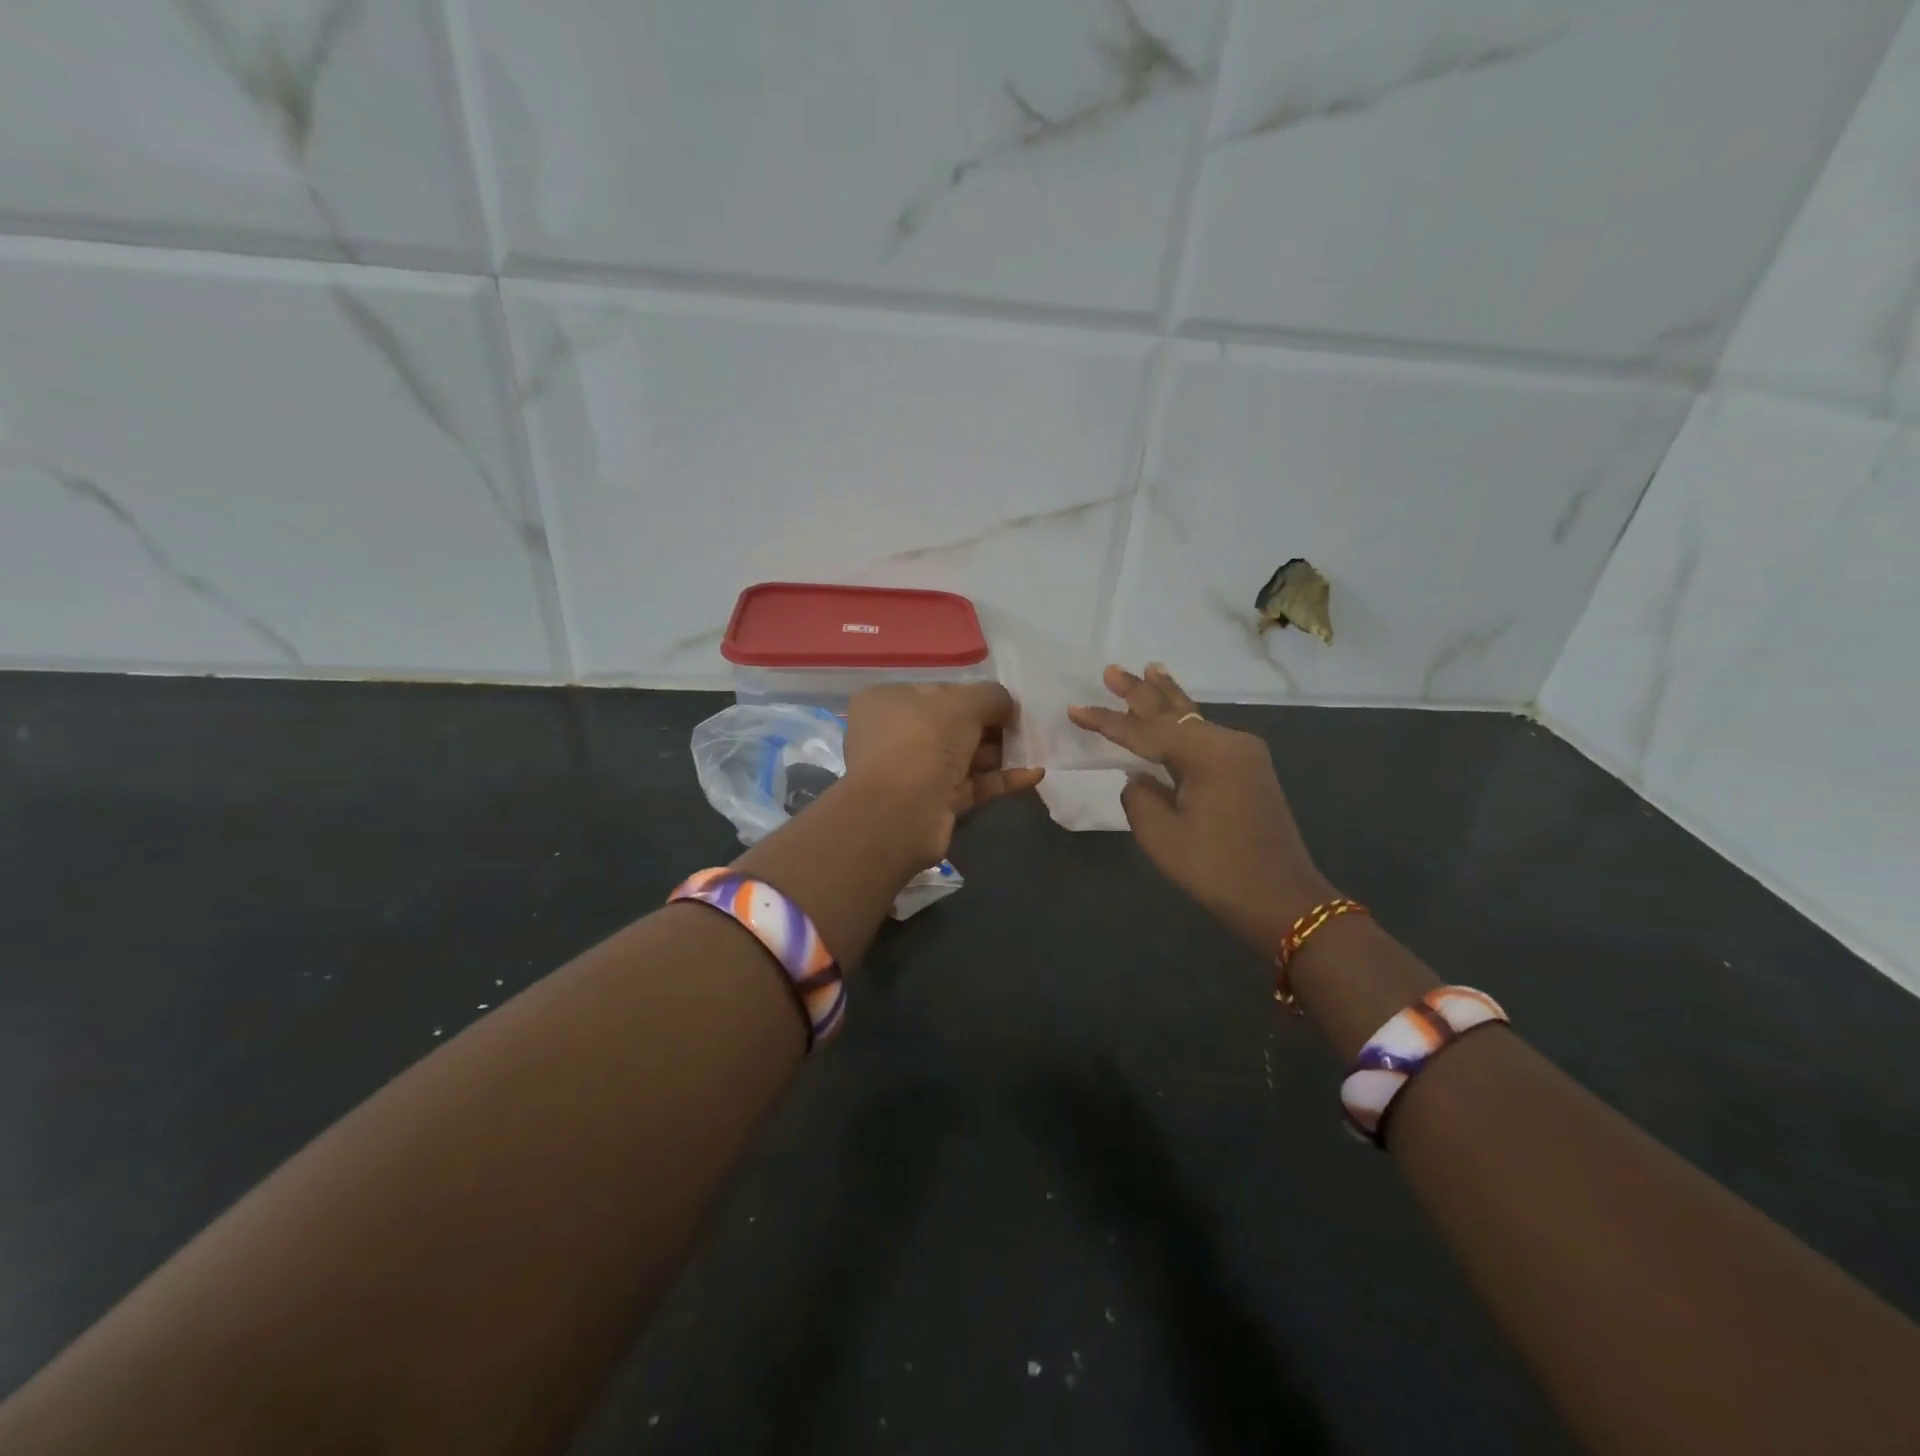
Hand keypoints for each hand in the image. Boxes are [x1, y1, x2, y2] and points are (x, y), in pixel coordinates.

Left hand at [843, 681, 1044, 865]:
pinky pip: (970, 785)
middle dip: (992, 727)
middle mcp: (896, 735)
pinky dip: (1000, 779)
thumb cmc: (923, 740)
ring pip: (964, 758)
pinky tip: (1034, 774)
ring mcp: (913, 772)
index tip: (1008, 704)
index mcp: (889, 702)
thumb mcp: (963, 704)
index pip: (939, 692)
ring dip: (1000, 753)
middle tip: (1027, 728)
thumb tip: (1008, 705)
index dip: (975, 696)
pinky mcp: (932, 804)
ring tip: (1037, 749)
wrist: (899, 812)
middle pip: (953, 726)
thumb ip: (991, 697)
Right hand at [1068, 664, 1334, 953]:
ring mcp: (1243, 754)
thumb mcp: (1161, 835)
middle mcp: (1229, 741)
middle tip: (1111, 670)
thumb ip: (1138, 796)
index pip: (1144, 730)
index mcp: (1206, 752)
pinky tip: (1176, 712)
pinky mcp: (1249, 770)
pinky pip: (1206, 735)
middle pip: (1174, 710)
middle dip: (1140, 691)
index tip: (1073, 709)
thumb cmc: (1216, 868)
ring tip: (1149, 669)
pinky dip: (1184, 721)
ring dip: (1166, 698)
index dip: (1106, 721)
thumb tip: (1139, 778)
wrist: (1282, 900)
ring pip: (1194, 717)